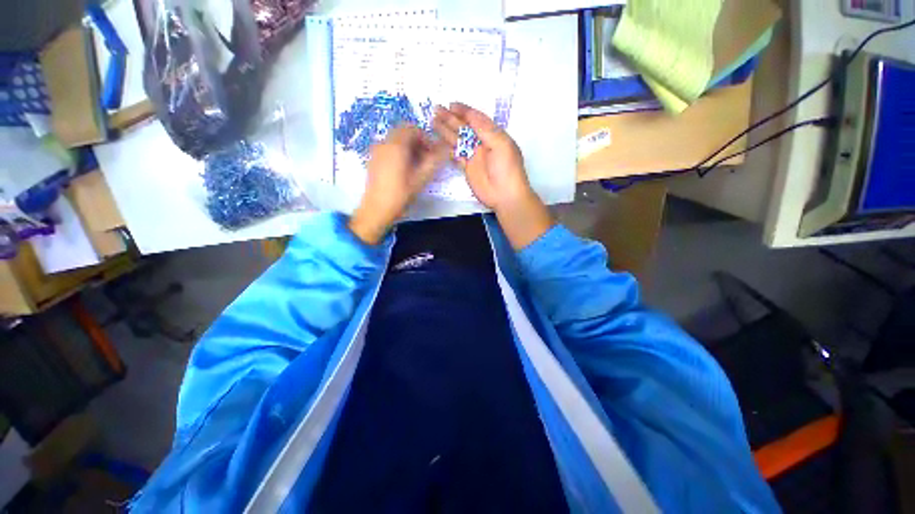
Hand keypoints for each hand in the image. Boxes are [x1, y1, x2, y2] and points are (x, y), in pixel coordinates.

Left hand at [349, 126, 449, 244]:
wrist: (376, 209)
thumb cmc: (400, 194)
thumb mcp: (421, 179)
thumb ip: (434, 162)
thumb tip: (445, 150)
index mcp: (396, 145)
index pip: (413, 129)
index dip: (426, 138)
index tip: (433, 153)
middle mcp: (384, 143)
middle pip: (403, 132)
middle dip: (417, 142)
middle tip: (426, 158)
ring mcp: (376, 151)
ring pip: (395, 140)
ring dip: (409, 147)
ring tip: (417, 166)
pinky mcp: (373, 160)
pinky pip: (388, 148)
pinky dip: (399, 152)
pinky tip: (404, 170)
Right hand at [433, 103, 531, 212]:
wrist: (505, 194)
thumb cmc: (507, 168)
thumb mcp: (500, 143)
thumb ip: (485, 129)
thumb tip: (470, 114)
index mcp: (493, 134)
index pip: (476, 119)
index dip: (464, 111)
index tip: (451, 104)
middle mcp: (482, 143)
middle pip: (464, 128)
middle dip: (451, 118)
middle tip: (436, 109)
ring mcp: (474, 156)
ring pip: (458, 140)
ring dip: (446, 131)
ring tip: (433, 122)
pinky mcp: (467, 168)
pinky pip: (456, 155)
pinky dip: (448, 148)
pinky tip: (439, 142)